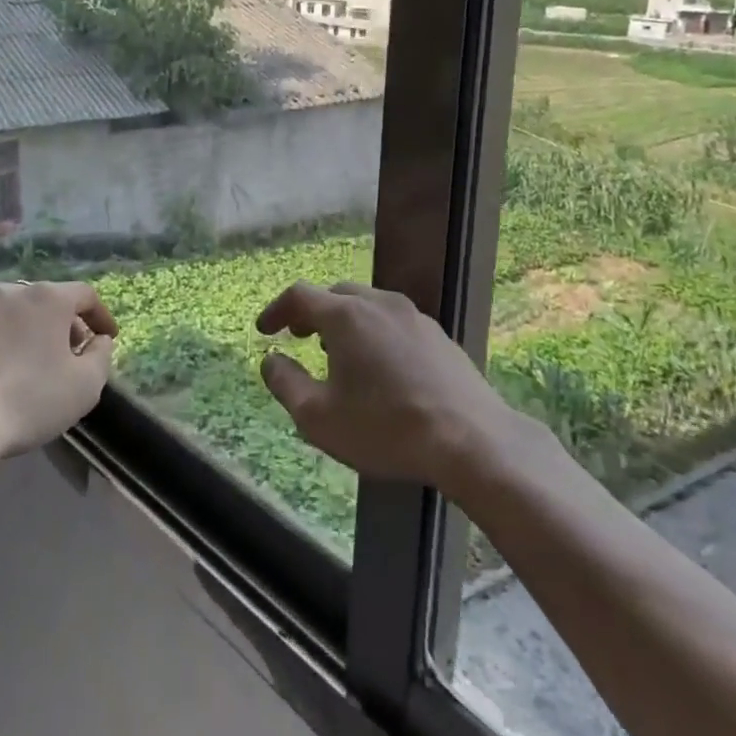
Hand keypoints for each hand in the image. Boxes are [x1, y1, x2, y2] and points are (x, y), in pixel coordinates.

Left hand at [0, 281, 116, 457]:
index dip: (100, 315)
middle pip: (42, 302)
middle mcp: (6, 293)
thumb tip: (99, 341)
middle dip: (57, 326)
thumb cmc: (27, 402)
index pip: (84, 295)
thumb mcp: (85, 387)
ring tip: (17, 368)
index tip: (105, 337)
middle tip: (64, 355)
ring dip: (16, 335)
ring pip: (2, 317)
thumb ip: (101, 357)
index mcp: (46, 299)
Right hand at [254, 282, 518, 497]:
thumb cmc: (385, 428)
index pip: (300, 295)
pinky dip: (375, 333)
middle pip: (337, 295)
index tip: (264, 330)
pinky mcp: (439, 336)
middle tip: (300, 336)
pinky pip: (395, 323)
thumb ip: (286, 383)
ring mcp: (415, 317)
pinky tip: (380, 368)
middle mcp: (380, 304)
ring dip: (345, 322)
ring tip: (338, 354)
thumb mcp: (318, 417)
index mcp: (346, 316)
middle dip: (313, 312)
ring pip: (369, 306)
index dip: (276, 310)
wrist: (471, 440)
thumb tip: (270, 359)